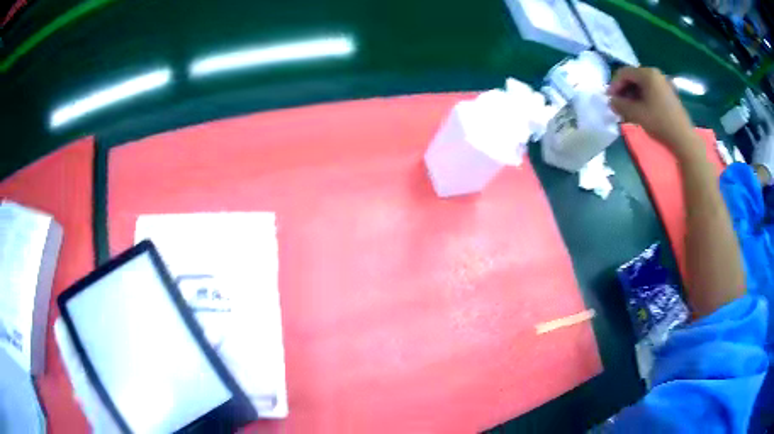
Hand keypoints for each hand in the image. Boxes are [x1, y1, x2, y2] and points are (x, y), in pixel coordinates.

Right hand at [609, 67, 697, 158]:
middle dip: (624, 90)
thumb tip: (611, 102)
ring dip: (633, 95)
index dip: (615, 84)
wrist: (683, 139)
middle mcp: (655, 74)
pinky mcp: (669, 94)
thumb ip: (620, 105)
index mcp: (647, 74)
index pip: (625, 73)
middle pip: (634, 77)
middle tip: (618, 104)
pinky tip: (640, 110)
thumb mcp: (637, 114)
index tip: (609, 98)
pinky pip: (651, 91)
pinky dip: (643, 98)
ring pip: (642, 85)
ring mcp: (664, 84)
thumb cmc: (660, 123)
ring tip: (628, 109)